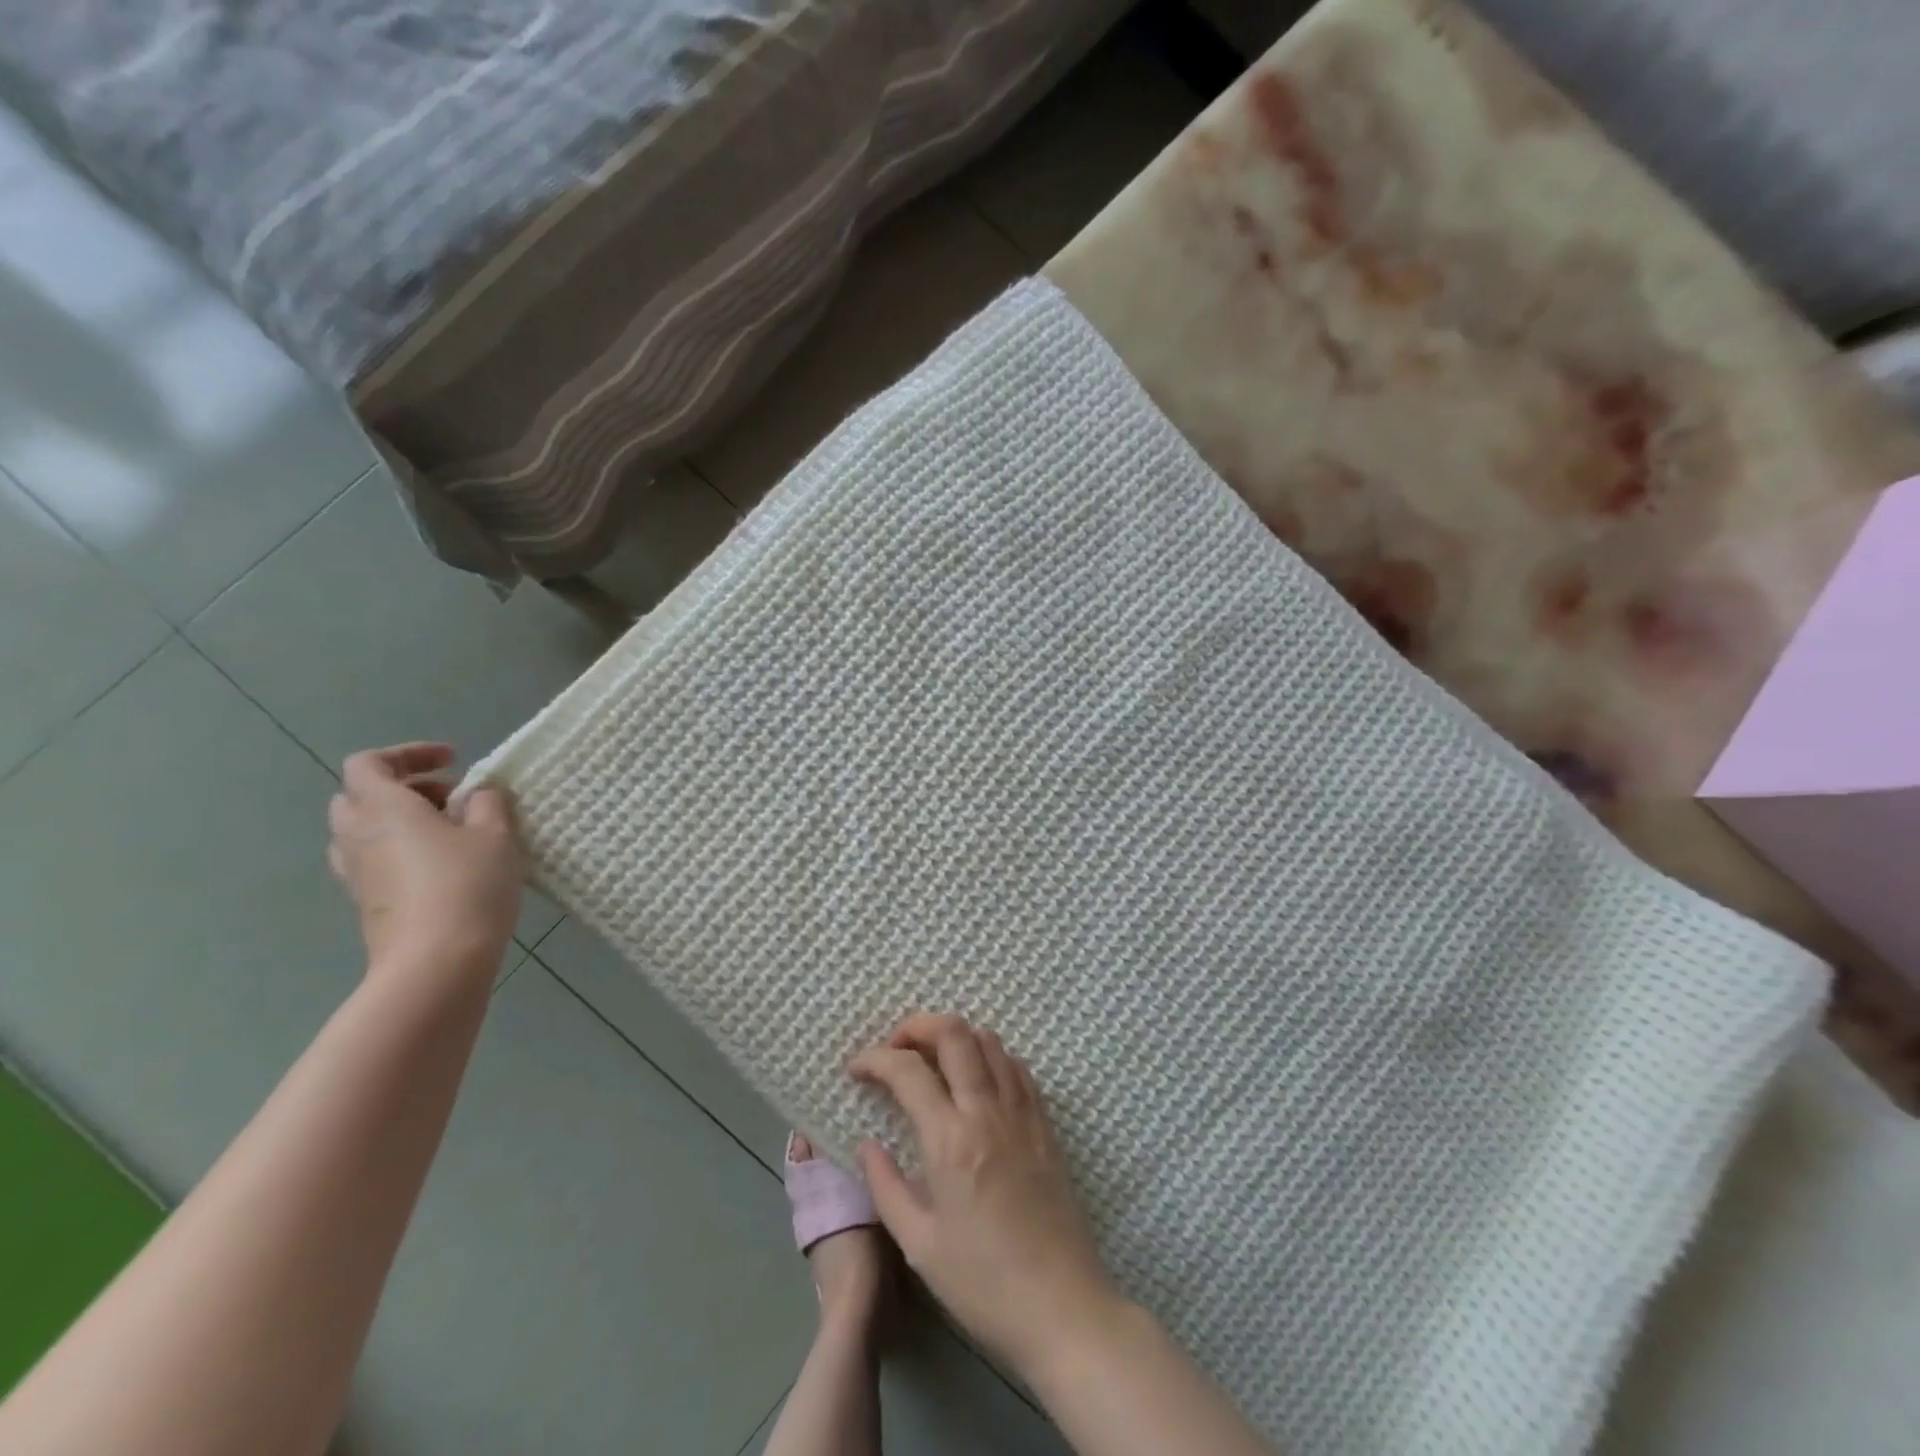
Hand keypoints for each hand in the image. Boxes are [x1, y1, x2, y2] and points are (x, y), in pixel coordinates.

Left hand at [328, 744, 522, 979]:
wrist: (435, 962)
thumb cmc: (467, 885)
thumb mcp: (496, 834)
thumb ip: (487, 803)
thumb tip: (477, 795)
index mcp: (383, 808)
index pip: (370, 763)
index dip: (409, 754)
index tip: (453, 760)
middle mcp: (357, 835)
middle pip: (360, 796)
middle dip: (404, 788)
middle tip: (451, 798)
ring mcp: (356, 873)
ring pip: (364, 830)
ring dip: (401, 821)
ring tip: (450, 832)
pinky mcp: (366, 902)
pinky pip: (374, 860)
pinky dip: (401, 850)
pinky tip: (443, 866)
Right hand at [851, 1014, 1122, 1376]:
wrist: (1062, 1308)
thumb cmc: (983, 1284)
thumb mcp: (919, 1245)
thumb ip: (886, 1186)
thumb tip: (866, 1144)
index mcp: (951, 1140)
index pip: (907, 1070)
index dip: (875, 1058)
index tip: (857, 1069)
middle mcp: (987, 1111)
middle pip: (954, 1032)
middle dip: (917, 1026)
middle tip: (895, 1048)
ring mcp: (1022, 1112)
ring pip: (988, 1040)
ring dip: (955, 1037)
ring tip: (933, 1062)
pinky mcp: (1045, 1123)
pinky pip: (1016, 1066)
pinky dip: (990, 1056)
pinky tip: (977, 1082)